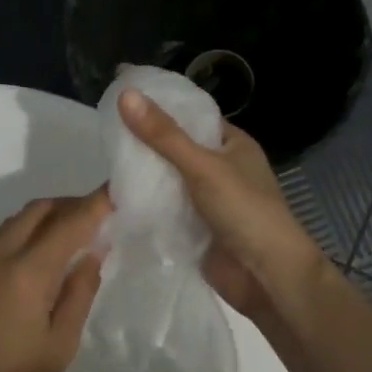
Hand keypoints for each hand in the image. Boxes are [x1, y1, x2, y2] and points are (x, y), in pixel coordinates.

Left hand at [0, 190, 110, 371]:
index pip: (67, 224)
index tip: (116, 189)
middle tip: (99, 214)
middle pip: (35, 212)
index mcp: (24, 273)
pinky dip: (25, 235)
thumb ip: (78, 292)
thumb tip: (91, 252)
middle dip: (68, 204)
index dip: (94, 204)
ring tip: (75, 233)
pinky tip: (43, 258)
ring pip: (13, 224)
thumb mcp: (60, 345)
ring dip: (45, 218)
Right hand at [118, 90, 325, 324]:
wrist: (267, 278)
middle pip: (175, 148)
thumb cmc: (245, 211)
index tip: (121, 97)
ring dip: (142, 176)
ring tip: (104, 163)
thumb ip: (164, 135)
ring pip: (167, 180)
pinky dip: (146, 204)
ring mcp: (207, 200)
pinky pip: (165, 209)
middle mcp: (220, 167)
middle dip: (144, 144)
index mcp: (232, 143)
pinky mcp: (195, 228)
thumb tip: (126, 94)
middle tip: (104, 133)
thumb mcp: (203, 166)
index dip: (159, 105)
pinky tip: (116, 199)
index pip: (190, 115)